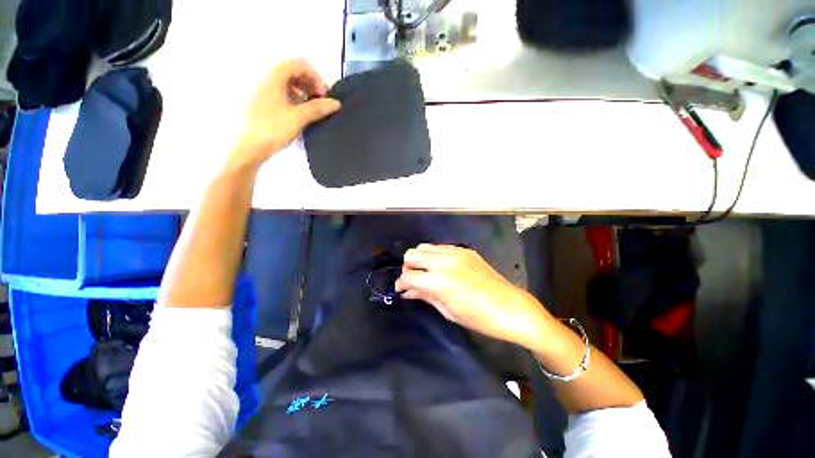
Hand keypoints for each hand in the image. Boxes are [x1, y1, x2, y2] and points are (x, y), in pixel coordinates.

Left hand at [228, 58, 340, 170]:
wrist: (251, 147)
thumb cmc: (273, 129)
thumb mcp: (298, 118)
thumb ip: (318, 108)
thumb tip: (336, 103)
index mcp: (275, 77)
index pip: (299, 64)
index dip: (315, 76)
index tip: (323, 95)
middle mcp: (268, 79)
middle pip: (294, 71)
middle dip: (311, 84)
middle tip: (320, 101)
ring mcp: (265, 90)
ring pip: (289, 82)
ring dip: (304, 91)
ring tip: (312, 108)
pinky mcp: (265, 102)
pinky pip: (283, 92)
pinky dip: (296, 98)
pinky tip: (300, 112)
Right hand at [396, 244, 553, 348]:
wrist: (511, 308)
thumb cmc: (478, 318)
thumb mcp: (448, 311)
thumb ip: (424, 296)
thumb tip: (407, 291)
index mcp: (438, 281)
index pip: (408, 276)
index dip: (400, 284)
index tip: (401, 289)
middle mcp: (444, 261)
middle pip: (412, 255)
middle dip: (407, 268)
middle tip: (413, 280)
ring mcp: (455, 252)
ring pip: (424, 247)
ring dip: (420, 259)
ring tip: (425, 272)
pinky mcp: (465, 250)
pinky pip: (441, 247)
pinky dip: (434, 256)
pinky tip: (441, 268)